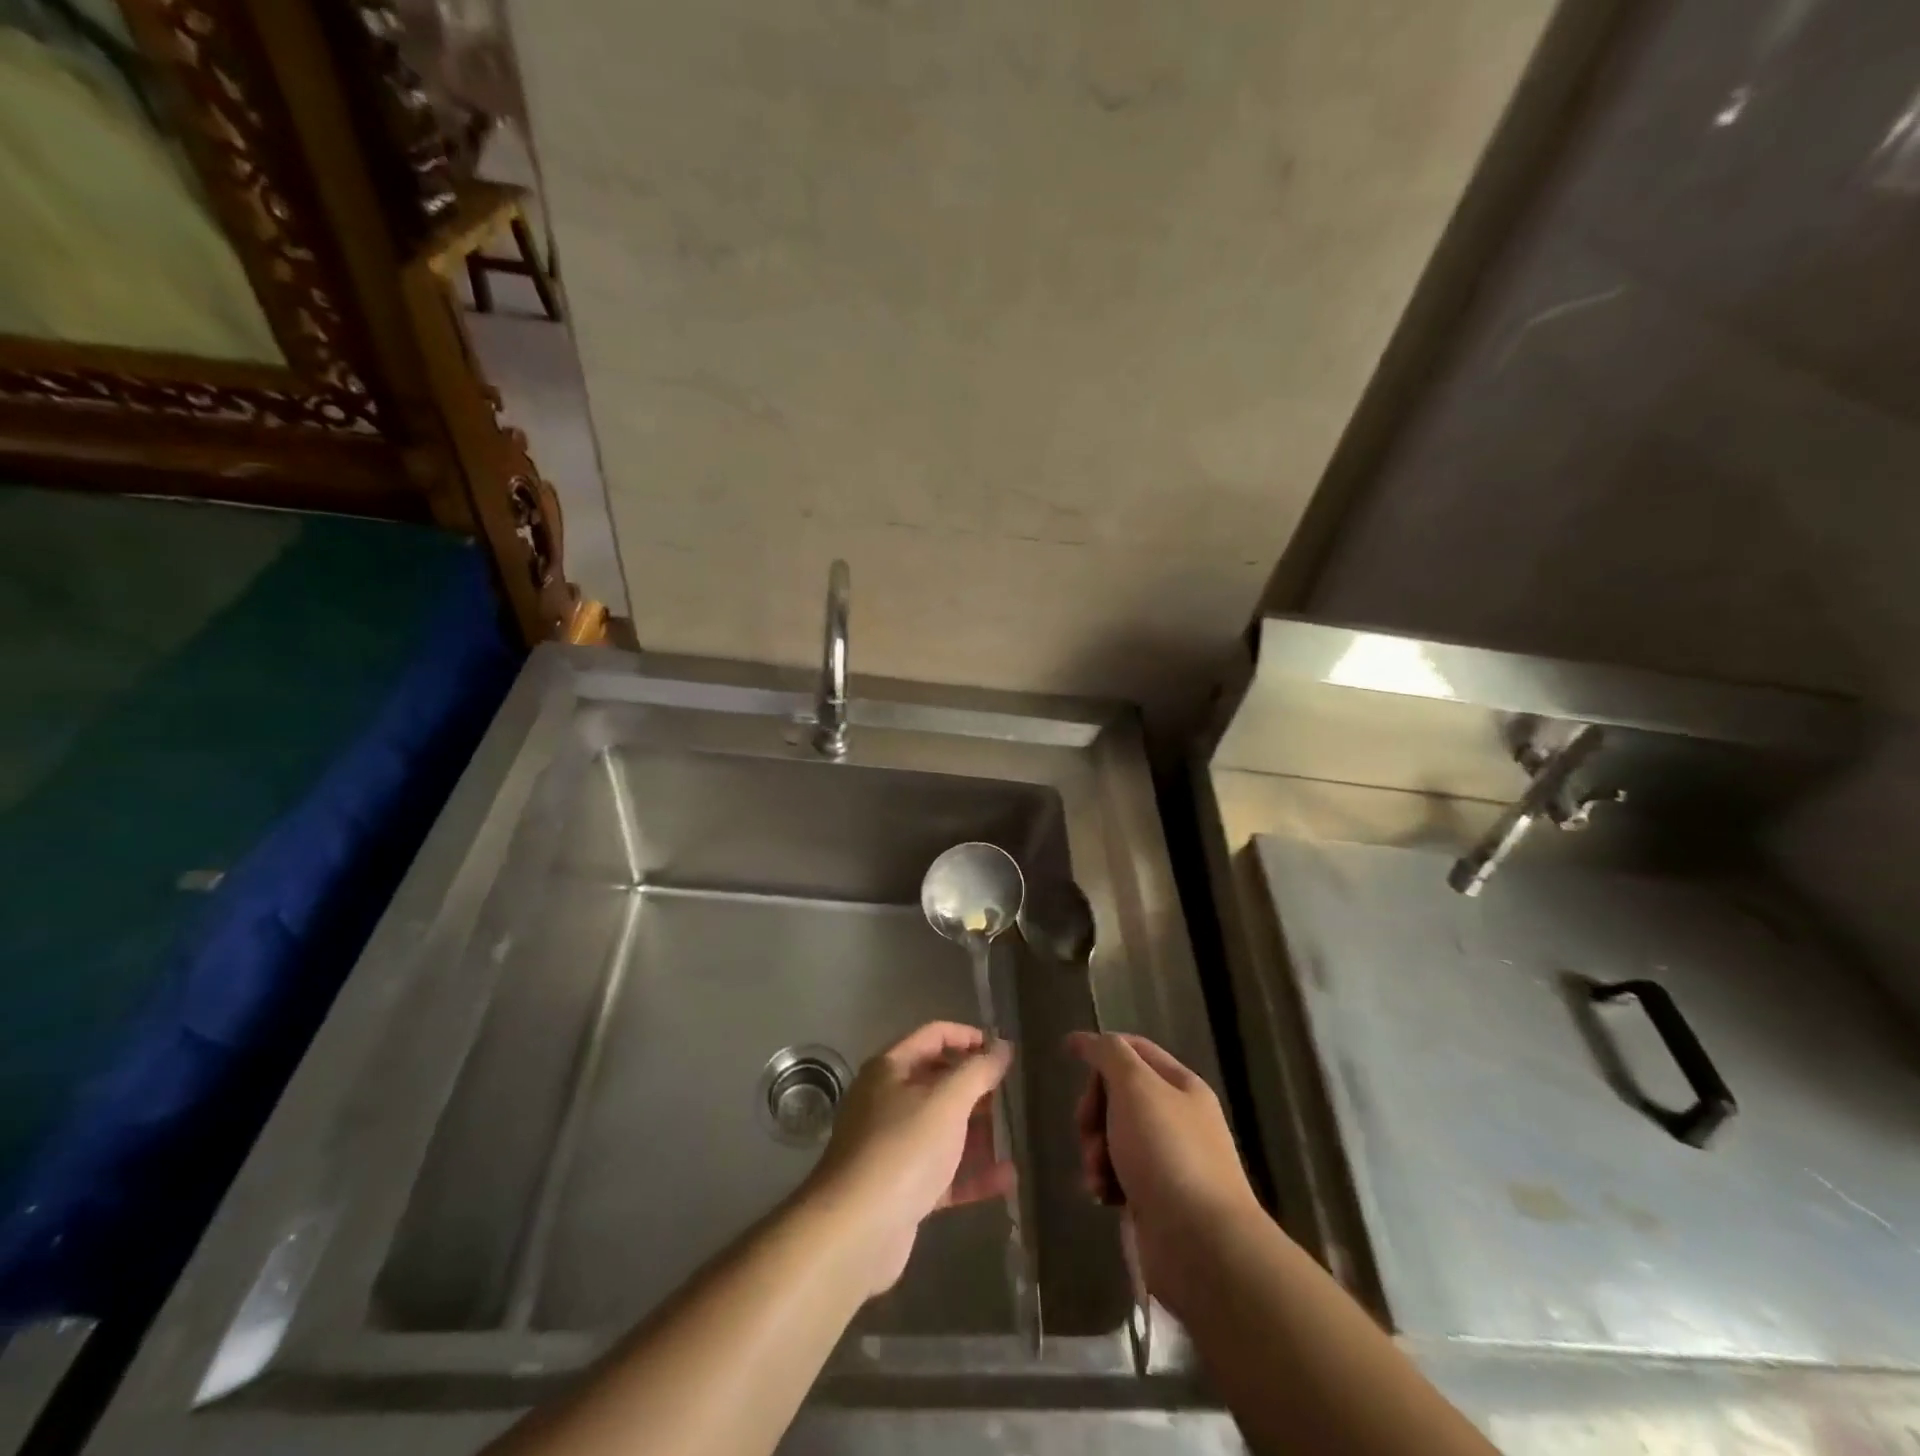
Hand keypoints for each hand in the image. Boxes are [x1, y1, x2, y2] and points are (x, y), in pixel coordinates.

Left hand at [804, 1022, 1013, 1297]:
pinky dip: (972, 1173)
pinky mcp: (902, 1189)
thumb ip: (978, 1071)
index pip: (934, 1036)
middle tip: (1012, 1094)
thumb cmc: (903, 1148)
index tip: (1003, 1051)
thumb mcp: (946, 1101)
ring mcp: (893, 1147)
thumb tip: (1004, 1046)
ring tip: (1015, 1133)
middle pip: (938, 1082)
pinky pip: (943, 1172)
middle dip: (976, 1087)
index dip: (969, 1037)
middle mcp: (887, 1101)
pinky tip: (1007, 1178)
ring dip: (978, 1131)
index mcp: (890, 1069)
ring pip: (942, 1129)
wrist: (856, 1231)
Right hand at [1066, 1032, 1261, 1300]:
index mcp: (1181, 1086)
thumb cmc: (1166, 1153)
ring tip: (1097, 1174)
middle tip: (1087, 1130)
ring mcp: (1168, 1161)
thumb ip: (1108, 1054)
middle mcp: (1177, 1118)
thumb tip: (1084, 1039)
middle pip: (1118, 1094)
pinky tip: (1103, 1196)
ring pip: (1114, 1137)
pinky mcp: (1157, 1200)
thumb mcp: (1135, 1087)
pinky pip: (1119, 1176)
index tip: (1066, 1055)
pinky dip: (1105, 1181)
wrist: (1201, 1247)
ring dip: (1095, 1151)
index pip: (1134, 1049)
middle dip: (1094, 1110)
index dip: (1101, 1049)